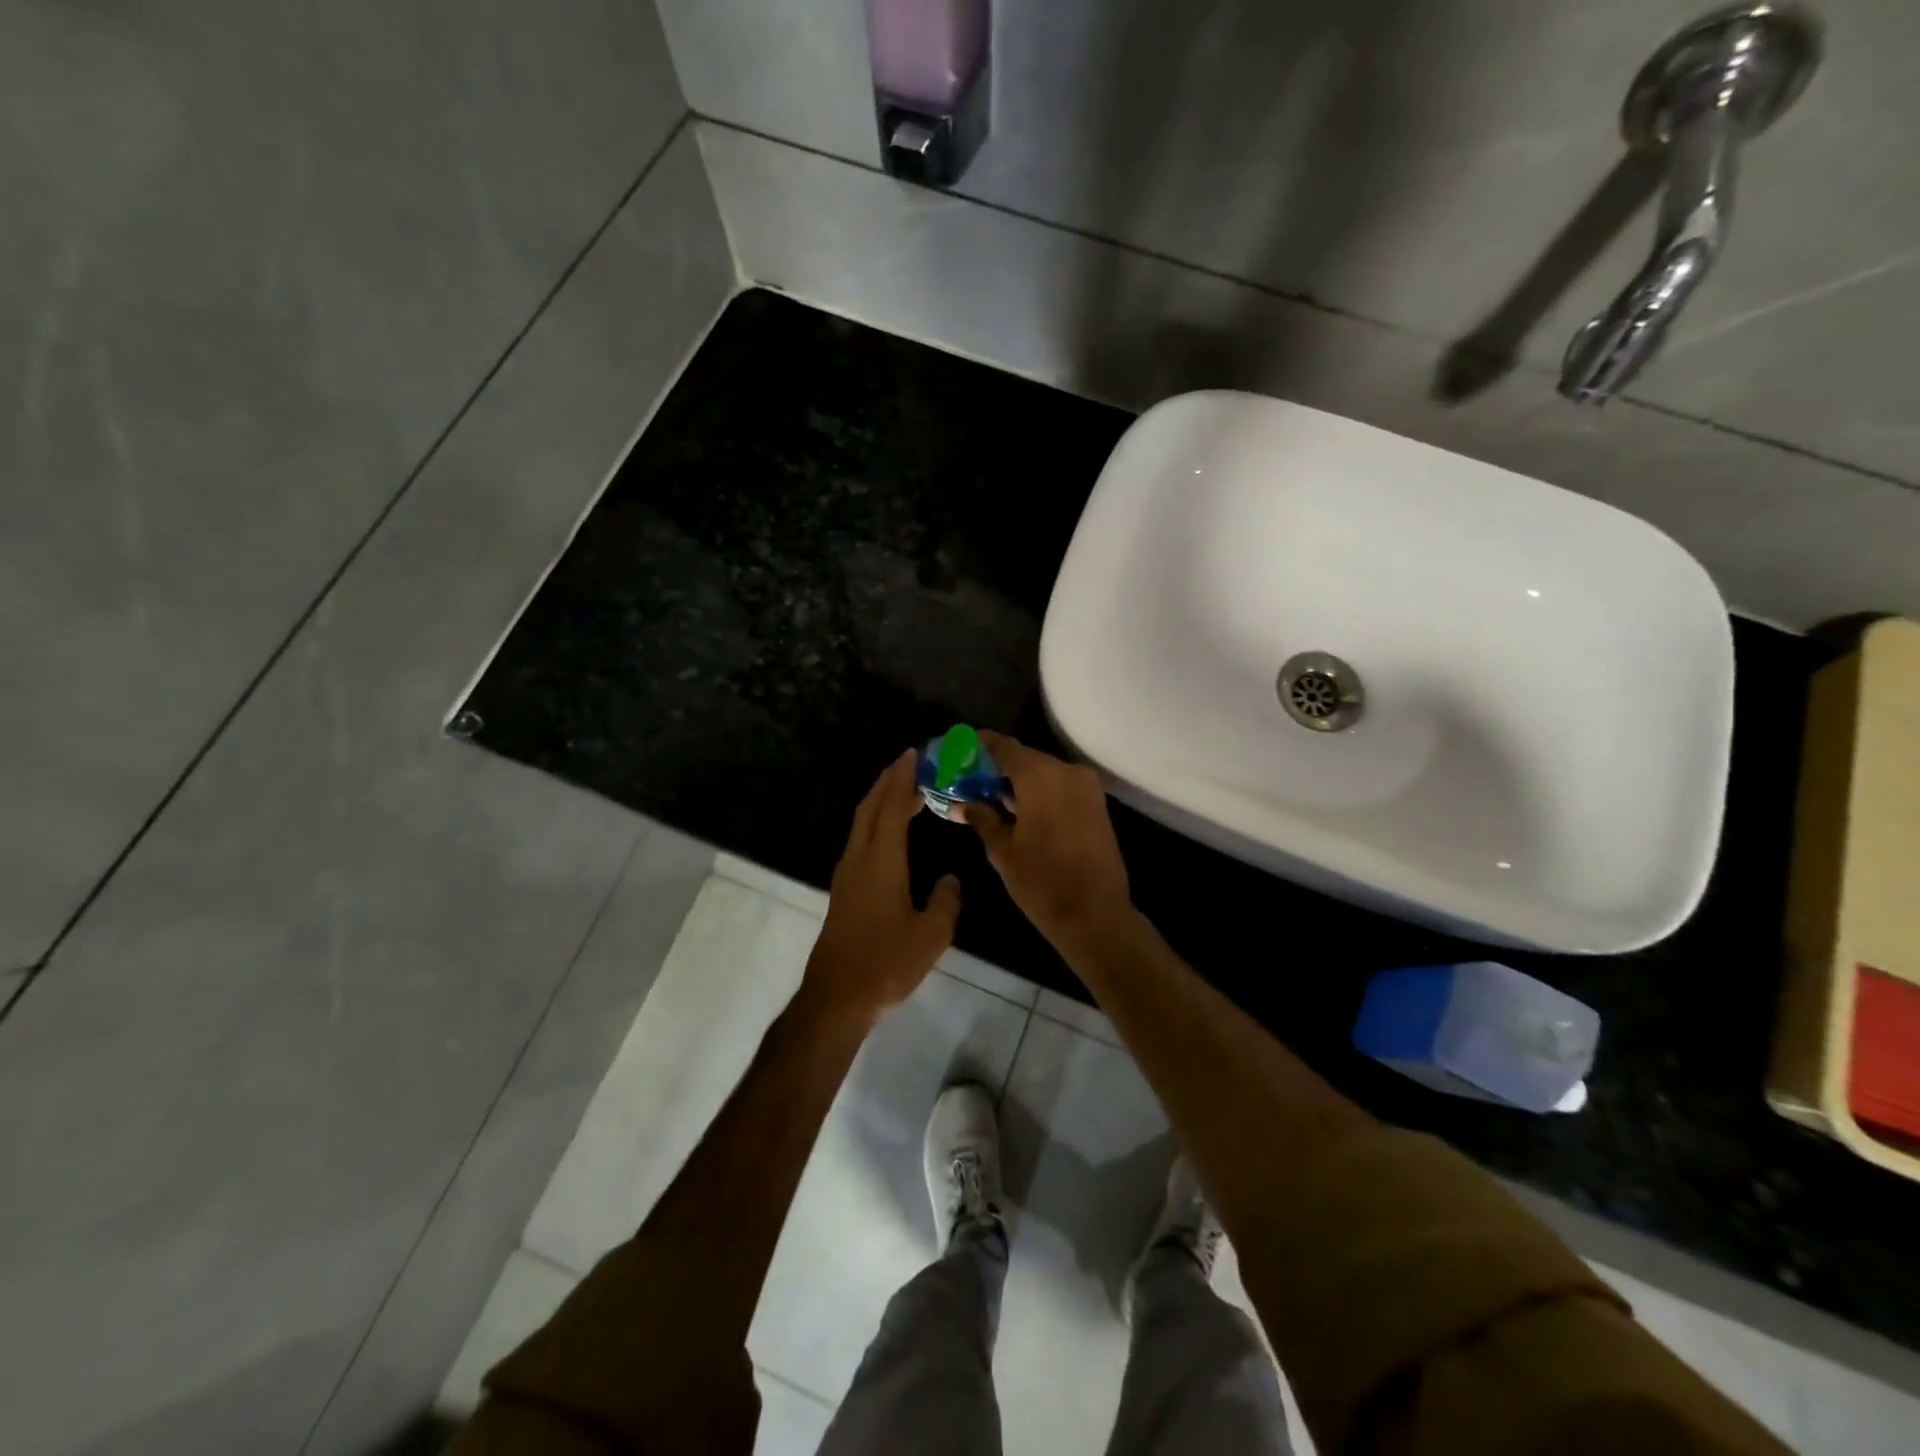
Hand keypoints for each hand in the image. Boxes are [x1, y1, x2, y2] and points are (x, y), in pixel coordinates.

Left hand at [802, 749, 961, 1025]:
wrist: (837, 996)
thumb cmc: (886, 963)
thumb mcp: (931, 934)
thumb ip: (946, 901)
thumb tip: (949, 880)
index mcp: (882, 861)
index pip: (892, 806)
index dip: (903, 778)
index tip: (914, 754)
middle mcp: (859, 859)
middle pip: (871, 807)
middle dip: (889, 781)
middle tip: (911, 763)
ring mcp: (847, 874)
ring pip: (862, 823)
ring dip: (881, 800)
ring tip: (904, 790)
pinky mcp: (844, 890)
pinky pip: (860, 840)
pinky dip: (876, 822)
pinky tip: (890, 832)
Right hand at [962, 732, 1132, 953]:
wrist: (1094, 913)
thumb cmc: (1041, 881)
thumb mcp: (1002, 850)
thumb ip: (982, 818)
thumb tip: (963, 804)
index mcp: (1039, 776)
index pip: (1004, 746)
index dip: (980, 745)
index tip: (959, 750)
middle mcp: (1066, 771)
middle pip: (1025, 758)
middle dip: (998, 766)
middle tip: (971, 779)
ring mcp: (1086, 786)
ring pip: (1044, 772)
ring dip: (1019, 781)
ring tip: (991, 796)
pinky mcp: (1097, 803)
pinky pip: (1061, 786)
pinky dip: (1040, 791)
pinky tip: (1020, 808)